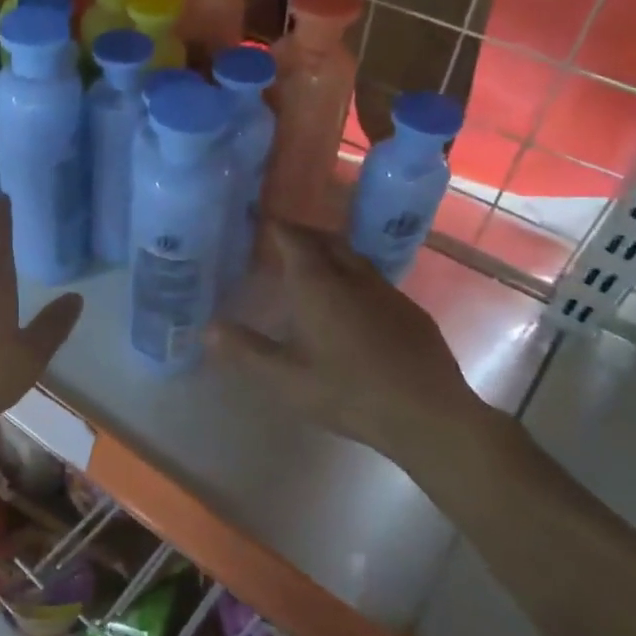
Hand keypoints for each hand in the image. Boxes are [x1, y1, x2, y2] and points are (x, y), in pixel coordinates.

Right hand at [213, 222, 496, 470]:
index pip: (293, 239)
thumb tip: (208, 328)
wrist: (428, 414)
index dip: (274, 226)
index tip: (258, 221)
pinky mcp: (409, 310)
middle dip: (301, 234)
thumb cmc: (349, 394)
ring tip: (310, 265)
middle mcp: (353, 277)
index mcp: (318, 286)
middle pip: (325, 240)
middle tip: (279, 240)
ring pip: (353, 257)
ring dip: (329, 252)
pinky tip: (350, 302)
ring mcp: (386, 291)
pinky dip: (352, 275)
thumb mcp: (286, 379)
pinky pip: (373, 279)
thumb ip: (246, 351)